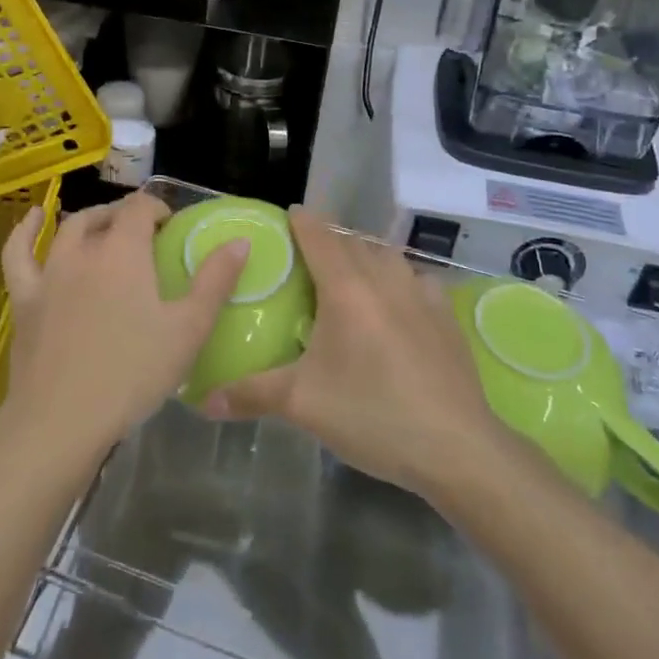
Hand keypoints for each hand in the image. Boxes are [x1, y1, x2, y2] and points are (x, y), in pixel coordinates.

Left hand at [0, 193, 248, 461]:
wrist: (62, 420)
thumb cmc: (133, 373)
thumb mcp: (188, 329)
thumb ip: (215, 281)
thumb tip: (239, 241)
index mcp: (124, 252)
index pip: (140, 208)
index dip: (157, 209)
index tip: (171, 227)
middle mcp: (84, 251)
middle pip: (104, 216)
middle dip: (126, 215)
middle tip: (144, 233)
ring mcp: (49, 273)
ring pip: (67, 230)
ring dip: (89, 221)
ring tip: (102, 225)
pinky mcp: (25, 299)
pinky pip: (18, 254)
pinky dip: (24, 232)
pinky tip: (31, 220)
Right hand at [203, 207, 501, 500]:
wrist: (456, 445)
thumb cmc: (372, 414)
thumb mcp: (303, 404)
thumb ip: (251, 394)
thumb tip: (203, 400)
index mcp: (346, 289)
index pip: (319, 237)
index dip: (302, 221)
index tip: (288, 213)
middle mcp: (384, 279)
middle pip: (353, 242)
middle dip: (330, 239)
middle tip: (308, 254)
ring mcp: (421, 294)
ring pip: (387, 256)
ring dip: (365, 255)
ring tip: (350, 274)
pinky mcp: (446, 315)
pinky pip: (416, 280)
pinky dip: (399, 279)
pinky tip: (397, 302)